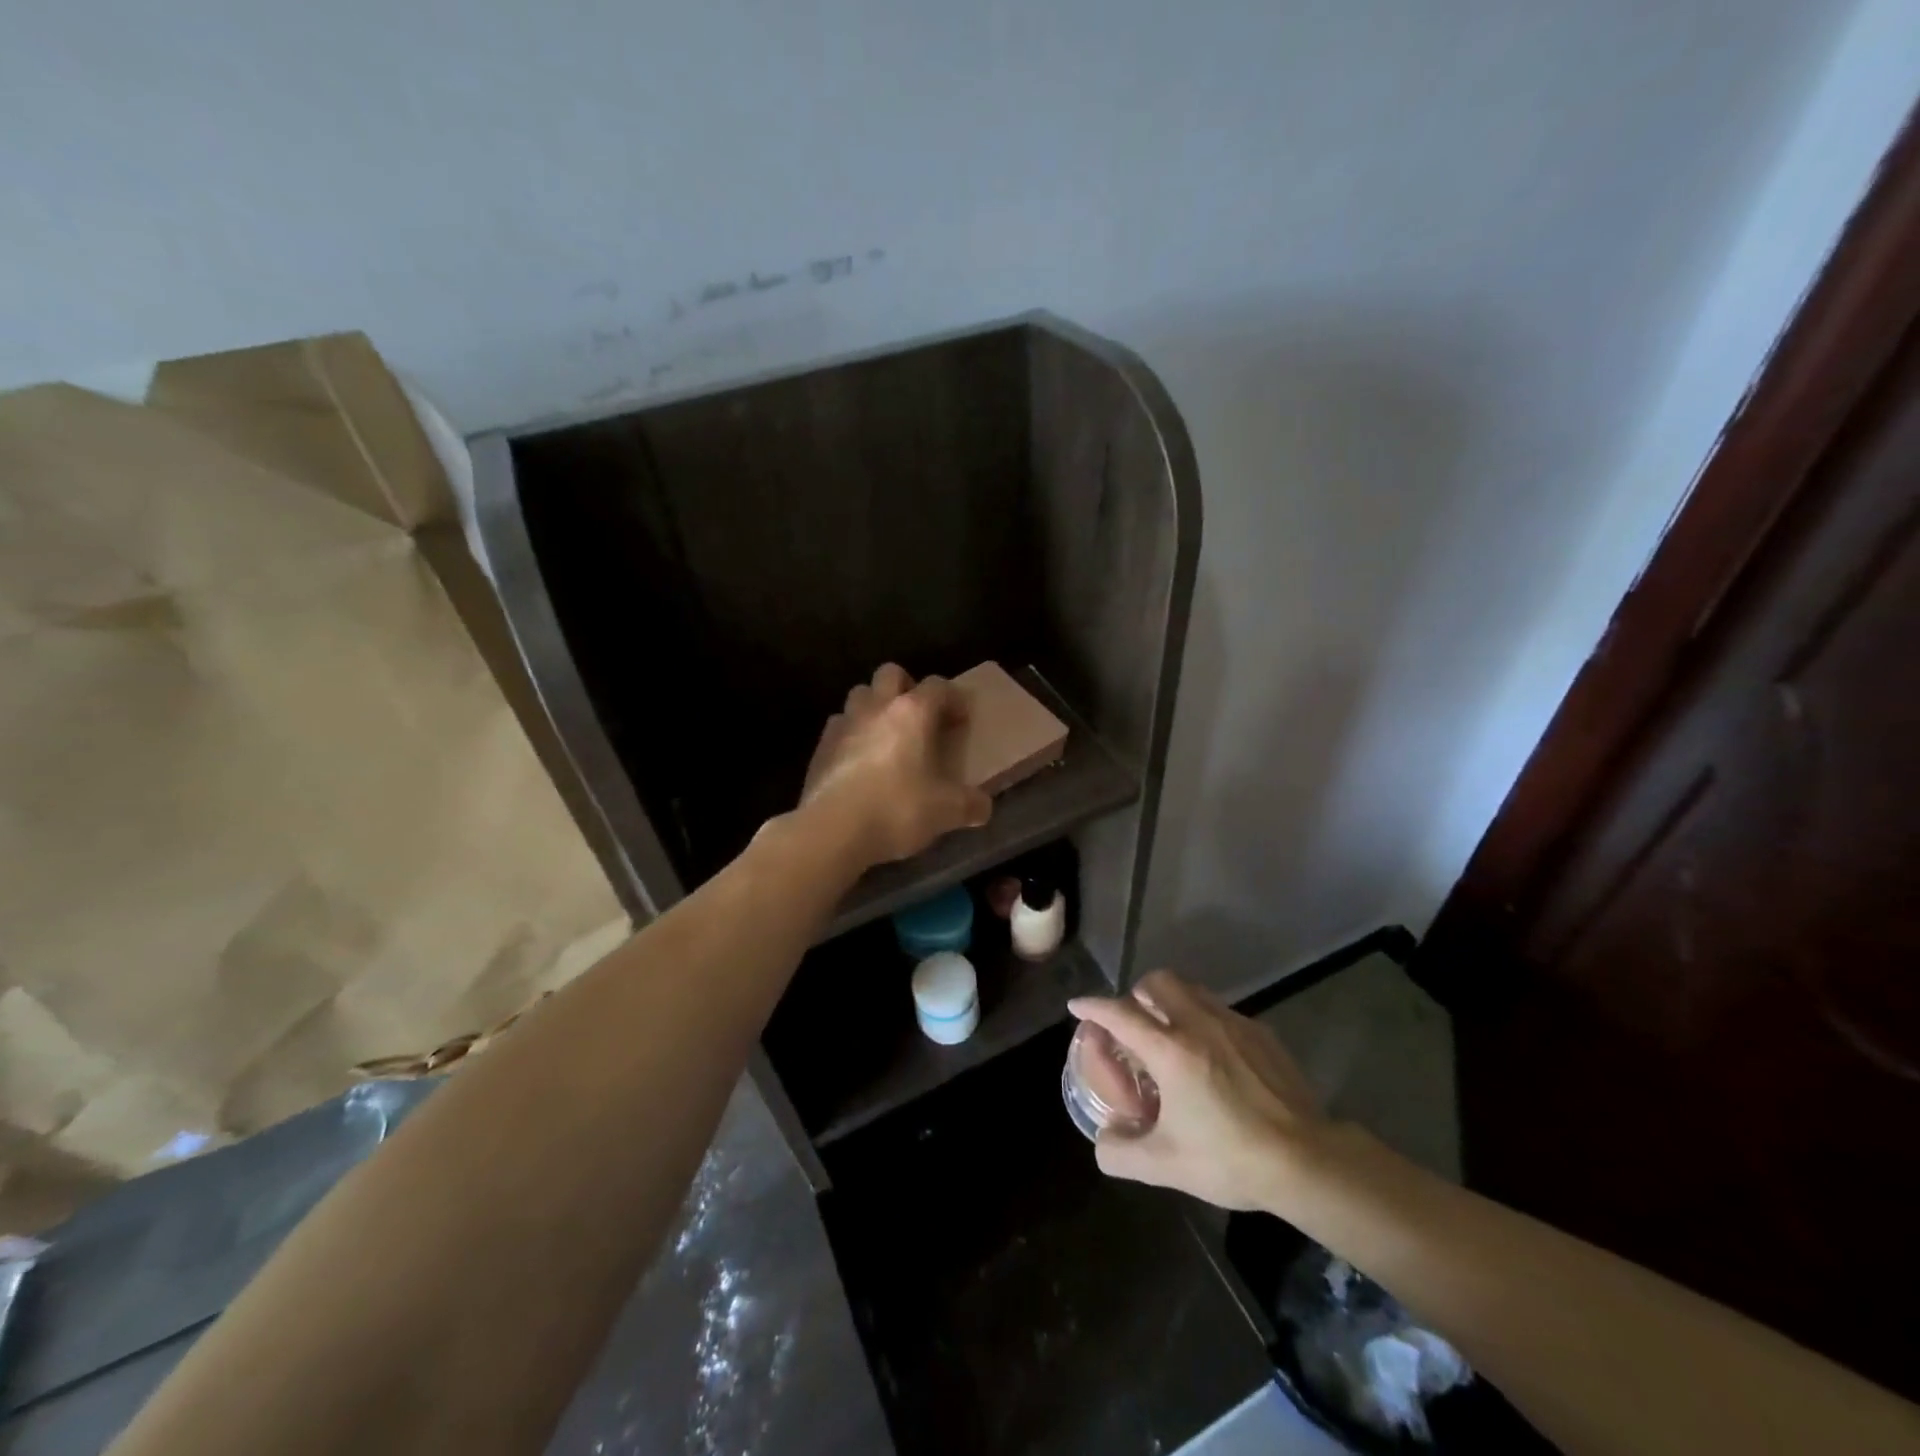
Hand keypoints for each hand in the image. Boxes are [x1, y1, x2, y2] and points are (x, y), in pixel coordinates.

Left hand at [798, 663, 992, 867]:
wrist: (833, 830)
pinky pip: (839, 727)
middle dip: (907, 688)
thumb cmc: (898, 809)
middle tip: (920, 719)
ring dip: (875, 708)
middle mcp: (877, 707)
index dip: (953, 699)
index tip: (960, 721)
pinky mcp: (820, 747)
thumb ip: (970, 805)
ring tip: (887, 738)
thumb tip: (983, 807)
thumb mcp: (947, 811)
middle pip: (891, 674)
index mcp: (912, 712)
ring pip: (860, 695)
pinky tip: (860, 762)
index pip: (938, 686)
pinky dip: (852, 735)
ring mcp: (844, 724)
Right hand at [1068, 970, 1326, 1211]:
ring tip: (1171, 1033)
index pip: (1119, 1013)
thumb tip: (1104, 1138)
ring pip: (1191, 990)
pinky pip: (1221, 1010)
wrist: (1306, 1160)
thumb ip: (1120, 1152)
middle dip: (1137, 994)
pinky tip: (1214, 1055)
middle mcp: (1197, 1023)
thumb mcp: (1165, 1166)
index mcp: (1169, 1050)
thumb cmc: (1229, 1158)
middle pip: (1157, 982)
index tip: (1078, 1006)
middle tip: (1134, 1021)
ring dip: (1171, 1001)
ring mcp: (1233, 1023)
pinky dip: (1205, 1019)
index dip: (1093, 1007)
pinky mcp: (1261, 1032)